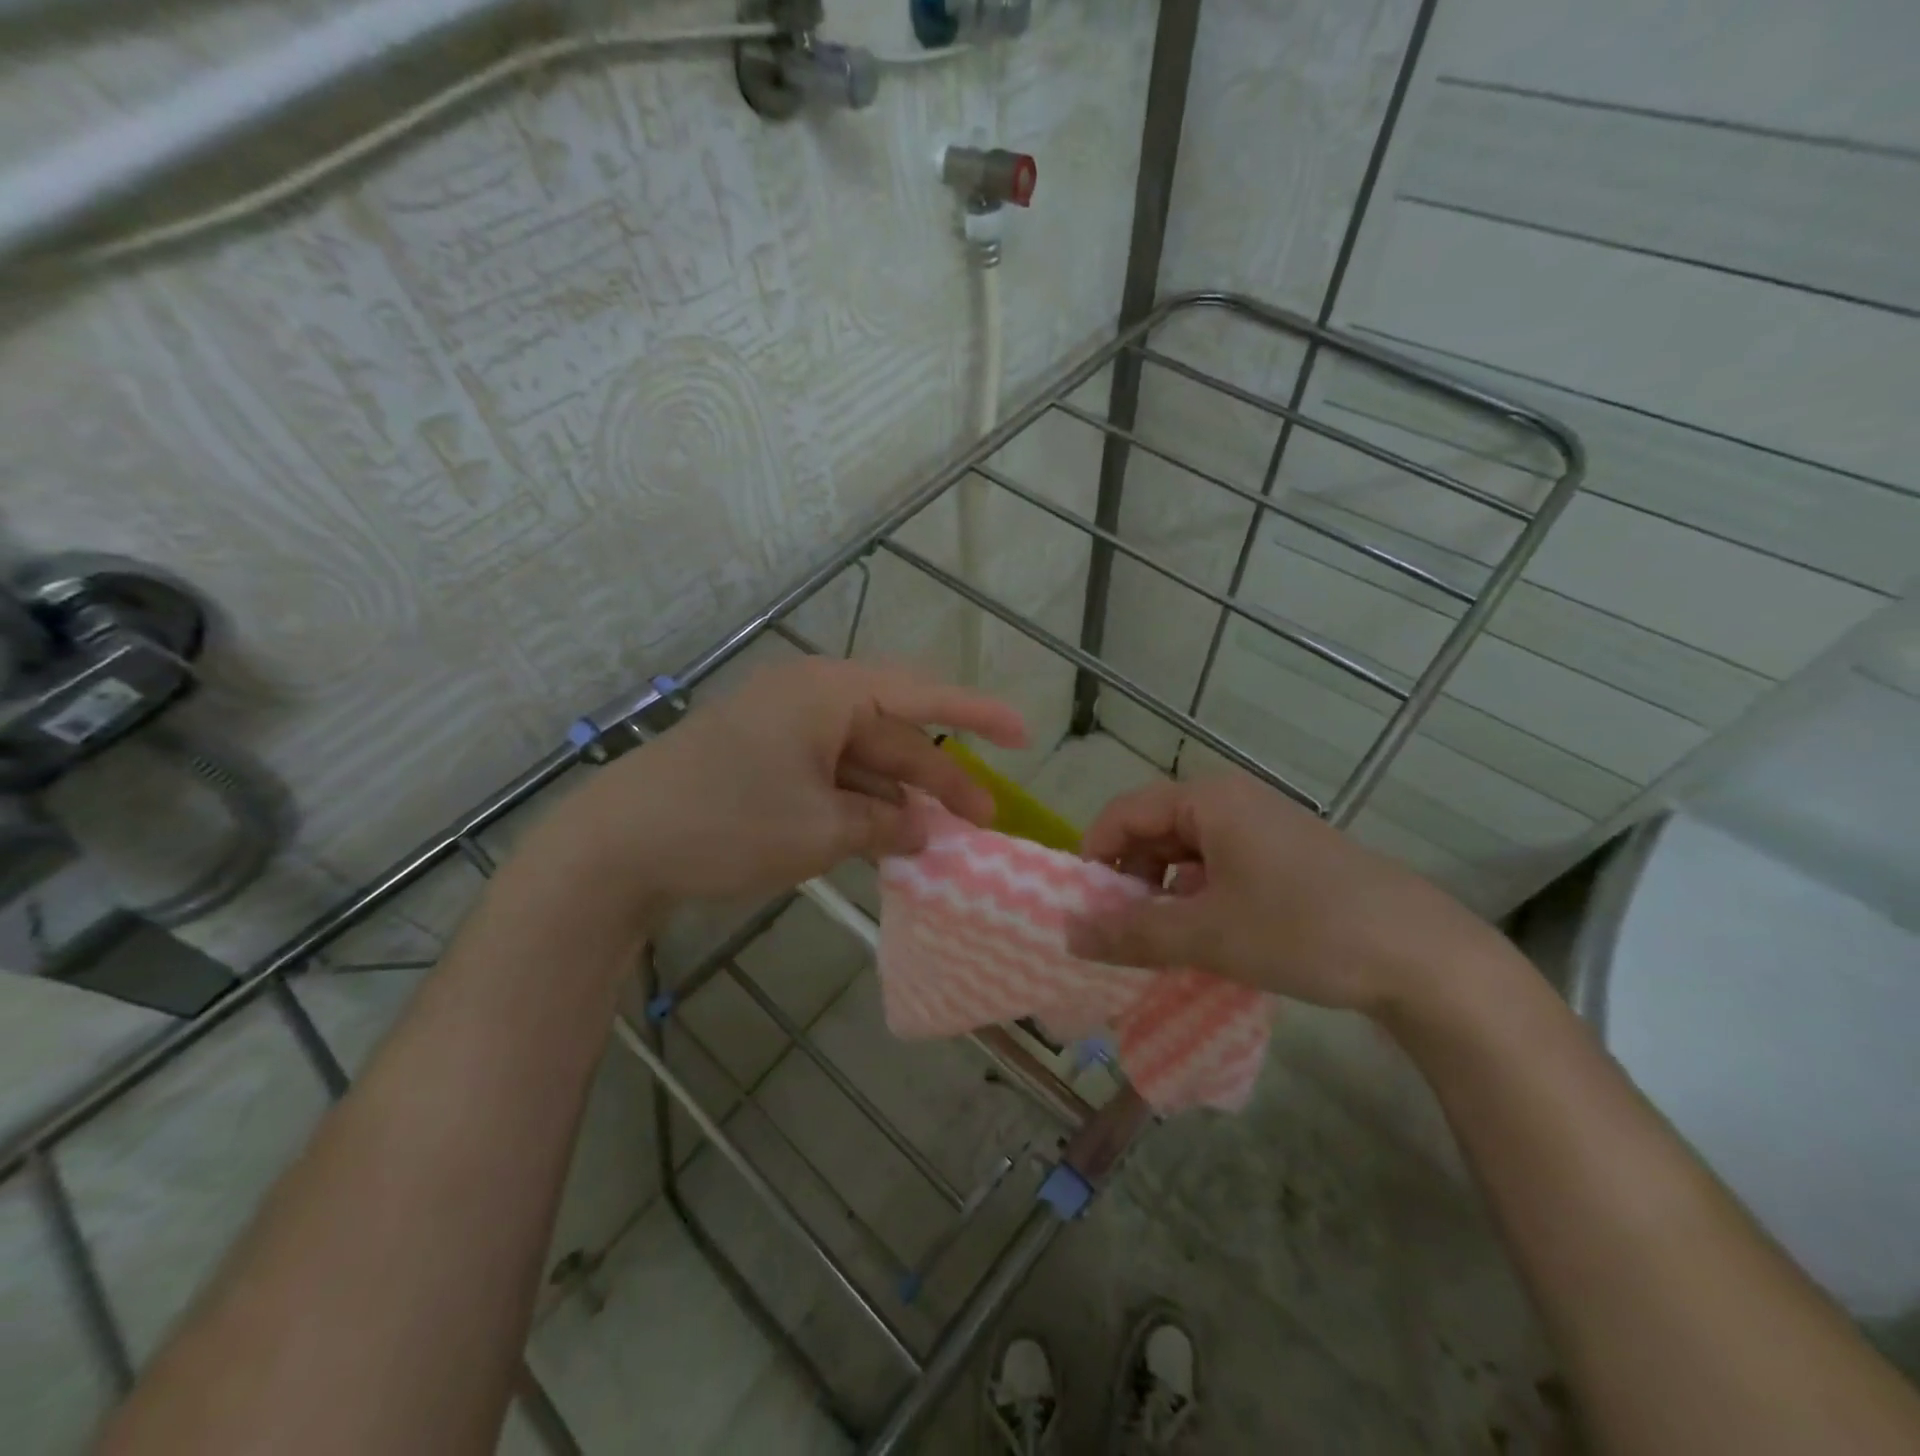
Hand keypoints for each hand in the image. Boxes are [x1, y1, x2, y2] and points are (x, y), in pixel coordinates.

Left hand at [546, 658, 1026, 910]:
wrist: (615, 848)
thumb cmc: (726, 823)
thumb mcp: (818, 829)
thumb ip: (883, 824)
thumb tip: (925, 829)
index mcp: (826, 693)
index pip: (920, 696)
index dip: (977, 715)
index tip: (1024, 735)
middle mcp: (808, 700)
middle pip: (892, 735)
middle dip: (938, 778)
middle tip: (983, 822)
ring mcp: (782, 733)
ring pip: (861, 761)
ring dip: (898, 798)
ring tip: (938, 842)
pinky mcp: (763, 764)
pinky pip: (829, 778)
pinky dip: (859, 807)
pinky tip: (885, 842)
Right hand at [1064, 773, 1513, 1015]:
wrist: (1423, 957)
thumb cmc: (1303, 929)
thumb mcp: (1207, 935)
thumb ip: (1131, 933)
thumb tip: (1068, 935)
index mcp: (1207, 799)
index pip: (1122, 813)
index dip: (1095, 858)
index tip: (1087, 911)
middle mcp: (1231, 801)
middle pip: (1152, 830)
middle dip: (1129, 880)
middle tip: (1122, 934)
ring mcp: (1262, 828)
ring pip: (1185, 853)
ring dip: (1163, 894)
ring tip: (1162, 943)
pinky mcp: (1284, 857)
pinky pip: (1218, 868)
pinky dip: (1198, 900)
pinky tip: (1207, 939)